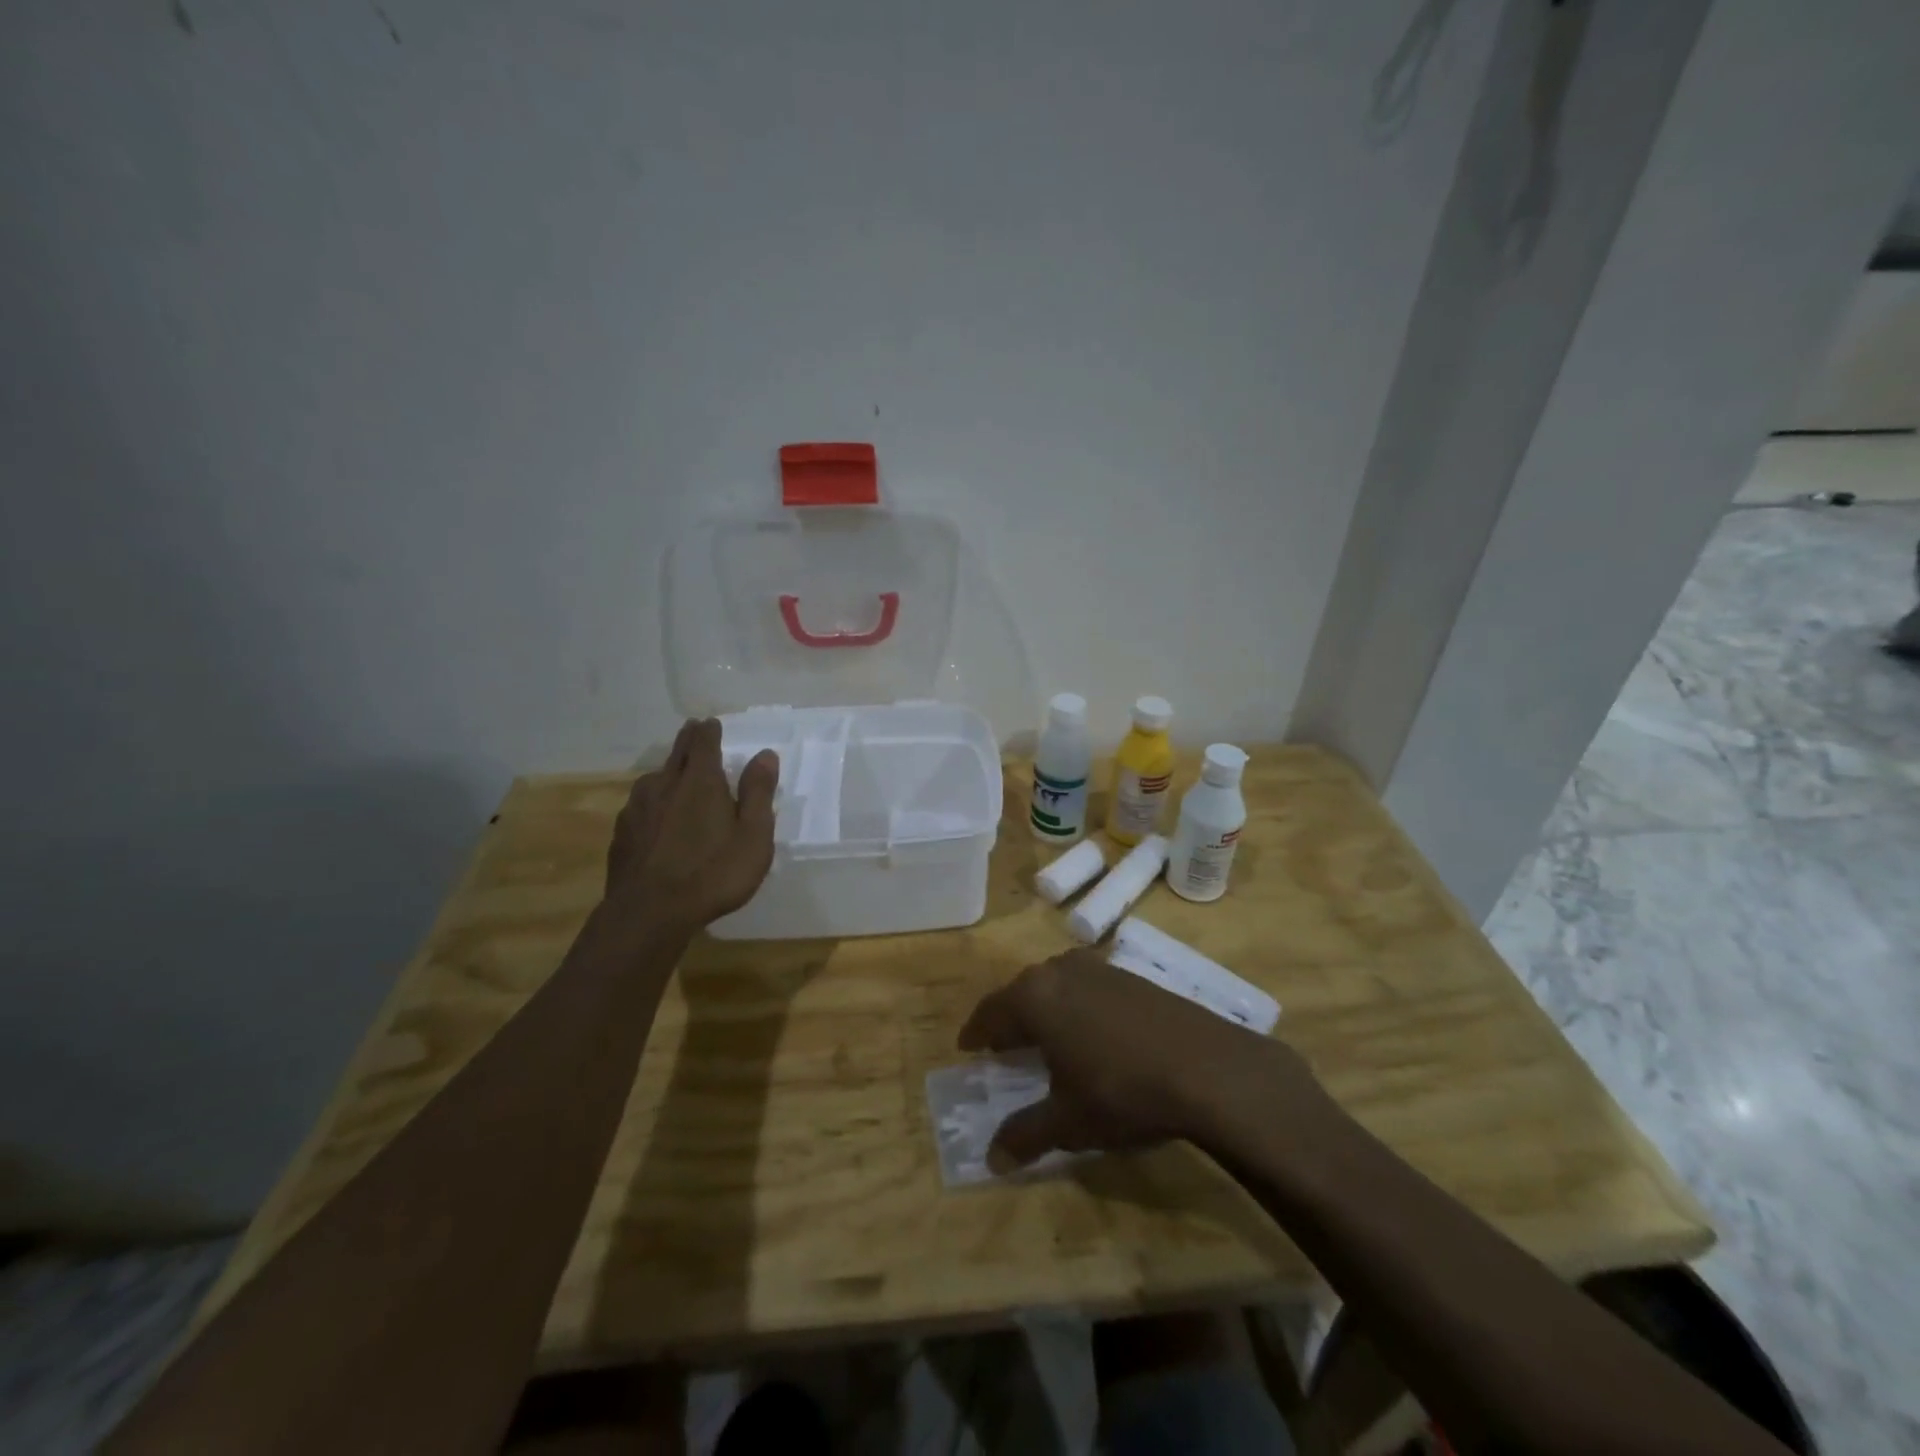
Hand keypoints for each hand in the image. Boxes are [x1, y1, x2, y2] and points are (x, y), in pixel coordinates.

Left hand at [605, 718, 778, 931]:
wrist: (649, 913)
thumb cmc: (713, 873)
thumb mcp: (753, 836)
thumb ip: (758, 793)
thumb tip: (765, 755)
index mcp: (701, 782)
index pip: (704, 742)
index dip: (710, 730)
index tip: (712, 723)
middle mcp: (665, 785)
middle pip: (677, 753)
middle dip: (688, 740)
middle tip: (694, 731)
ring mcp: (637, 808)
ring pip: (654, 779)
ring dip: (668, 772)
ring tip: (676, 776)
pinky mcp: (622, 833)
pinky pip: (640, 806)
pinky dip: (652, 802)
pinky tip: (656, 817)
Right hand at [958, 950, 1326, 1168]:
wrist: (1205, 1067)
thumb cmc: (1121, 1091)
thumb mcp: (1068, 1122)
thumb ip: (1026, 1135)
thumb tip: (991, 1159)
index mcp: (1035, 997)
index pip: (992, 1010)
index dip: (977, 1031)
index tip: (967, 1046)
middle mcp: (1061, 971)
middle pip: (1023, 992)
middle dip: (1010, 1017)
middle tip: (1003, 1044)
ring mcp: (1100, 969)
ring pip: (1057, 984)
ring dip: (1045, 1009)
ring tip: (1045, 1037)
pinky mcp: (1132, 976)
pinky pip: (1087, 987)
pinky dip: (1076, 1006)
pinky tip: (1090, 1033)